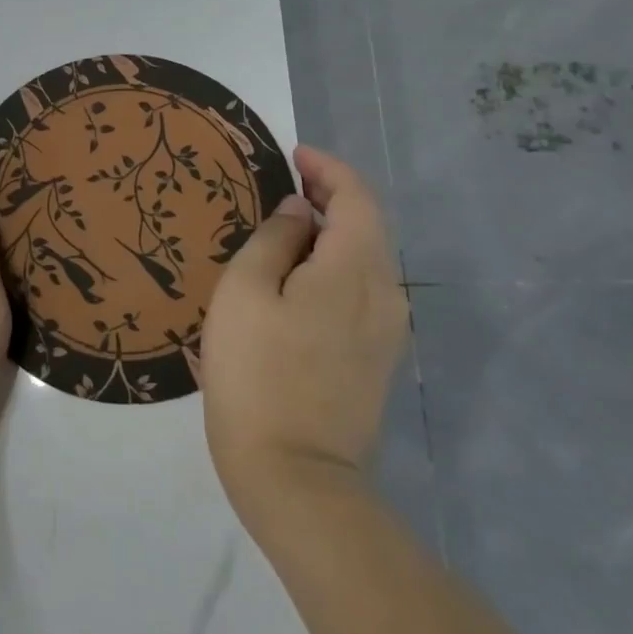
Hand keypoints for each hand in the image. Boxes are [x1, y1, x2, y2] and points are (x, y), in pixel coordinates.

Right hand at [201, 145, 406, 523]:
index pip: (357, 196)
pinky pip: (359, 292)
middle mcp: (385, 293)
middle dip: (330, 197)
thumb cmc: (257, 373)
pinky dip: (333, 266)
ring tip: (283, 228)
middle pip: (366, 226)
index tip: (293, 155)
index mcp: (355, 269)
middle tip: (284, 185)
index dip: (328, 168)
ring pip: (364, 260)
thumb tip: (300, 213)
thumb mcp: (246, 291)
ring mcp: (386, 331)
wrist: (295, 478)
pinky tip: (296, 277)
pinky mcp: (376, 359)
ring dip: (330, 233)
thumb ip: (275, 238)